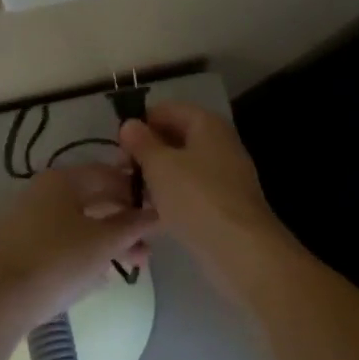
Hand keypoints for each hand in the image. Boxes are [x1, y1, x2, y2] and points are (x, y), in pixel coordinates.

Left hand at [0, 164, 157, 333]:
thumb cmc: (55, 261)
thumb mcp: (103, 243)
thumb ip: (133, 225)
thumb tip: (156, 213)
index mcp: (64, 179)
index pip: (109, 174)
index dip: (136, 191)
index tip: (159, 213)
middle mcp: (43, 192)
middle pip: (94, 200)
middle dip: (124, 223)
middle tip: (148, 248)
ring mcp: (28, 220)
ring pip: (79, 224)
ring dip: (108, 242)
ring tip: (131, 267)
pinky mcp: (20, 248)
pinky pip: (61, 243)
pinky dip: (84, 254)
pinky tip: (99, 277)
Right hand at [118, 103, 287, 285]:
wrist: (240, 249)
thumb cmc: (197, 197)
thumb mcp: (160, 166)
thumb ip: (141, 143)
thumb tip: (129, 124)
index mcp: (207, 124)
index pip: (168, 109)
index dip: (141, 123)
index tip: (118, 145)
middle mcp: (219, 143)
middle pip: (176, 137)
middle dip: (147, 151)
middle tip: (121, 171)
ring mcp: (224, 174)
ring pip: (182, 166)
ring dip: (157, 176)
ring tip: (130, 194)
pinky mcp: (223, 203)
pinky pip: (191, 191)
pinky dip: (171, 197)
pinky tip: (151, 214)